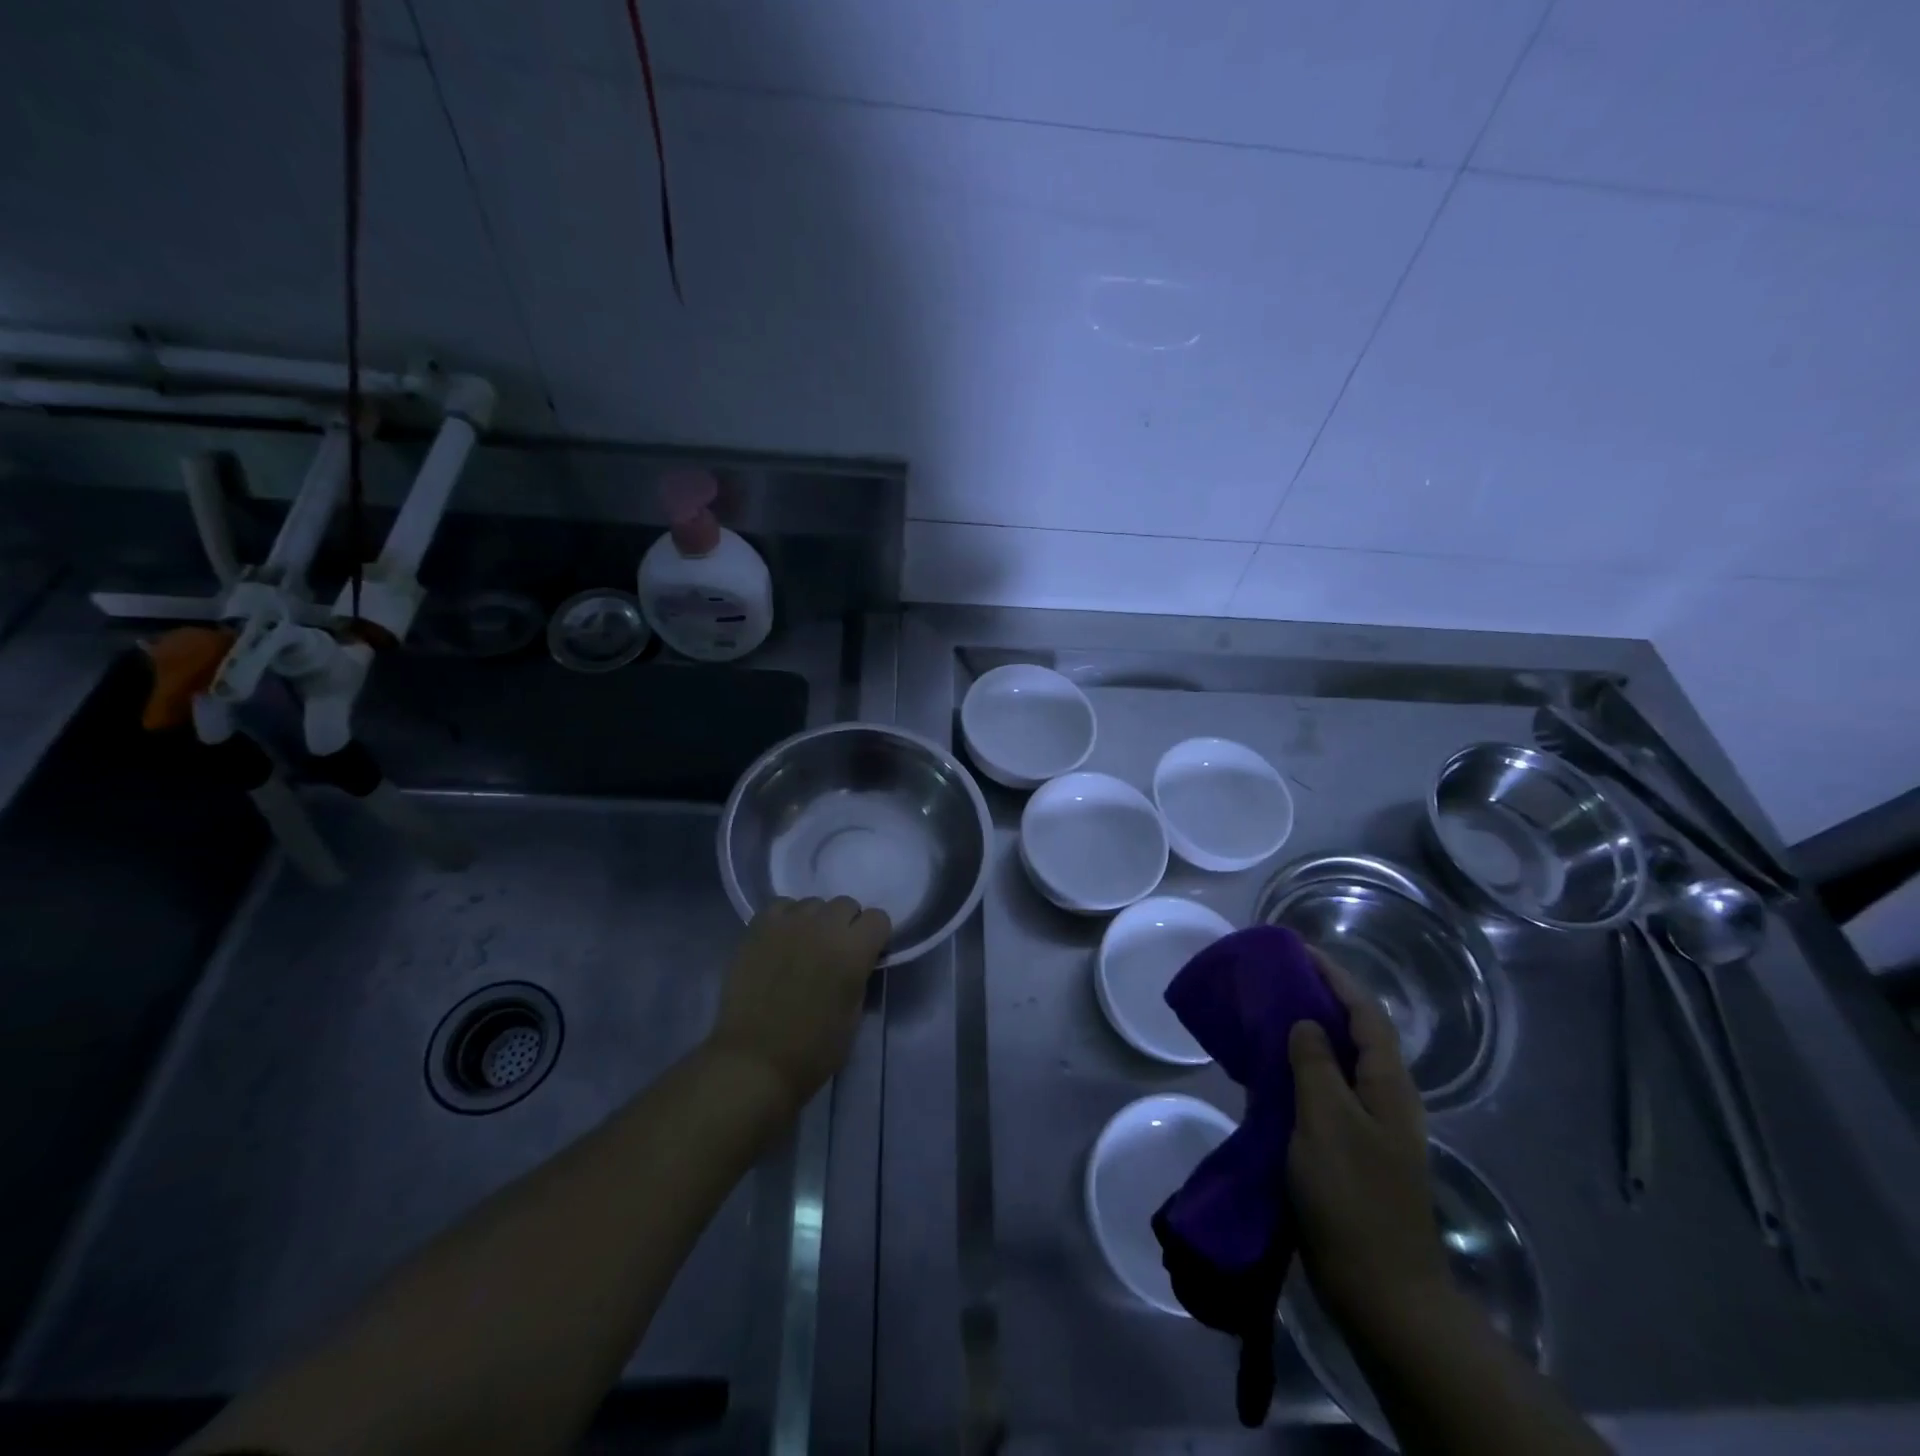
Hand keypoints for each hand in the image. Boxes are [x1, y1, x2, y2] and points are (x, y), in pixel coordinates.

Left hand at [707, 897, 890, 1112]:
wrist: (754, 1061)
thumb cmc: (812, 1050)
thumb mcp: (854, 1016)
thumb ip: (860, 977)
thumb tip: (858, 962)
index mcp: (853, 951)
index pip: (879, 918)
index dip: (875, 937)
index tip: (867, 956)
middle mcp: (824, 927)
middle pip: (846, 904)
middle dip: (847, 925)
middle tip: (835, 953)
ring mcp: (788, 924)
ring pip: (813, 904)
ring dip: (816, 921)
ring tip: (804, 947)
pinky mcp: (758, 928)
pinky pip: (781, 906)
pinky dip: (787, 919)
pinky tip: (782, 941)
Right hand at [1287, 949, 1449, 1340]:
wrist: (1378, 1289)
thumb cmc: (1352, 1198)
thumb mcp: (1327, 1122)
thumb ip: (1314, 1064)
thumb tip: (1306, 1023)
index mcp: (1388, 1085)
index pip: (1365, 1013)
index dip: (1335, 977)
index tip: (1298, 950)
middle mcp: (1385, 1098)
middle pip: (1356, 1033)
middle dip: (1322, 998)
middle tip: (1278, 977)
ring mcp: (1370, 1126)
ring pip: (1339, 1062)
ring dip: (1309, 1032)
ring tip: (1269, 1012)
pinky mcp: (1350, 1150)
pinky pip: (1324, 1091)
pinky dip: (1300, 1069)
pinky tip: (1270, 1070)